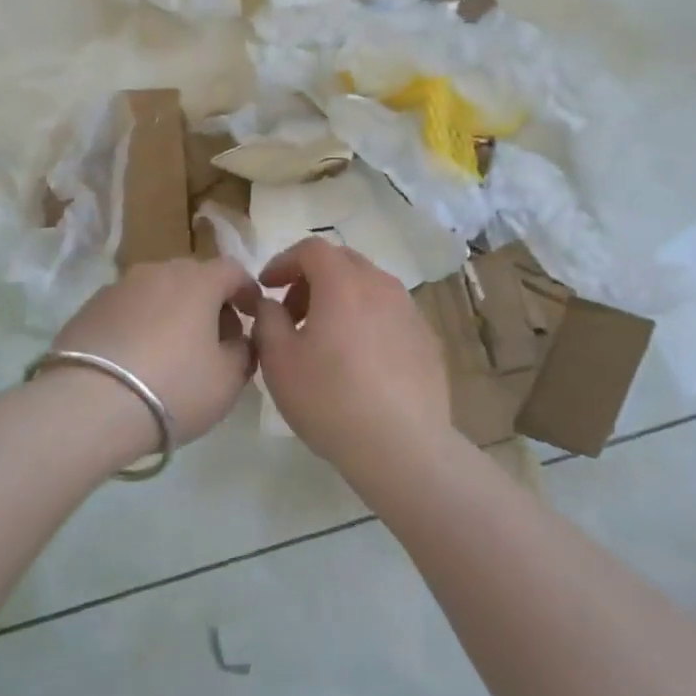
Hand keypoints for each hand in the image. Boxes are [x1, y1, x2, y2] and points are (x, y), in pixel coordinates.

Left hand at [51, 257, 261, 443]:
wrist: (88, 406)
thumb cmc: (174, 388)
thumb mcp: (228, 379)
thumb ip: (244, 351)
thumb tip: (238, 340)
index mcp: (198, 280)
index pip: (233, 270)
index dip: (247, 291)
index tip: (251, 316)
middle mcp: (158, 271)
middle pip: (193, 277)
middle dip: (210, 302)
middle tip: (214, 339)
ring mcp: (119, 287)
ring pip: (158, 291)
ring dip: (172, 312)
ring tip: (172, 352)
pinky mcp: (88, 308)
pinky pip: (128, 309)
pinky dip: (140, 325)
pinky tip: (137, 359)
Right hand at [251, 238, 453, 479]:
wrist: (402, 446)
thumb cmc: (330, 399)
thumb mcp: (278, 360)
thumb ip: (267, 320)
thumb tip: (271, 304)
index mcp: (343, 283)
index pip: (311, 249)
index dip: (284, 261)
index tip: (267, 286)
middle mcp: (381, 285)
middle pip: (343, 262)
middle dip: (312, 278)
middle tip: (292, 312)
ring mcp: (410, 311)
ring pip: (370, 287)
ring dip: (342, 299)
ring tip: (325, 338)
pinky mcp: (427, 339)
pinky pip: (390, 314)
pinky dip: (368, 321)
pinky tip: (360, 361)